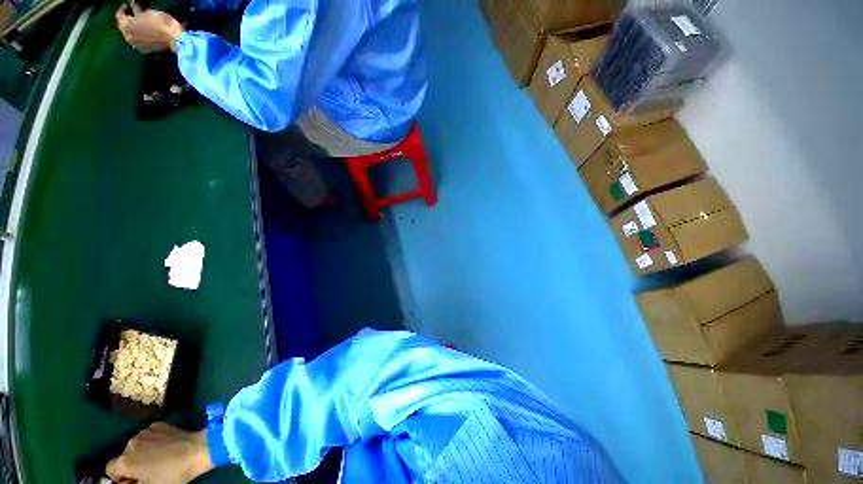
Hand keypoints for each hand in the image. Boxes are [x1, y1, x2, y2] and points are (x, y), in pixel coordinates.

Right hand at [106, 423, 214, 483]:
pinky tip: (165, 446)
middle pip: (124, 457)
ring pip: (137, 445)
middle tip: (147, 471)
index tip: (131, 481)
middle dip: (131, 464)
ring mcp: (144, 431)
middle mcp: (130, 444)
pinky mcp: (158, 424)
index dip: (119, 477)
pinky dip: (153, 441)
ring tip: (158, 458)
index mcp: (125, 461)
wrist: (195, 450)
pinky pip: (150, 435)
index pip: (110, 469)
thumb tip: (126, 482)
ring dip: (142, 452)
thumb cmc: (172, 474)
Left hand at [116, 5, 183, 52]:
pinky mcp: (144, 50)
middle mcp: (127, 36)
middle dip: (127, 21)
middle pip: (123, 27)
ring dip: (132, 30)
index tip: (127, 6)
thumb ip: (138, 12)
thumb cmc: (161, 22)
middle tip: (132, 16)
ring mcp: (135, 44)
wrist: (175, 39)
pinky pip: (137, 42)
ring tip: (138, 26)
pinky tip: (144, 35)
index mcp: (126, 25)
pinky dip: (139, 38)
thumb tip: (134, 10)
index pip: (119, 15)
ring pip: (130, 35)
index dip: (123, 9)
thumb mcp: (148, 12)